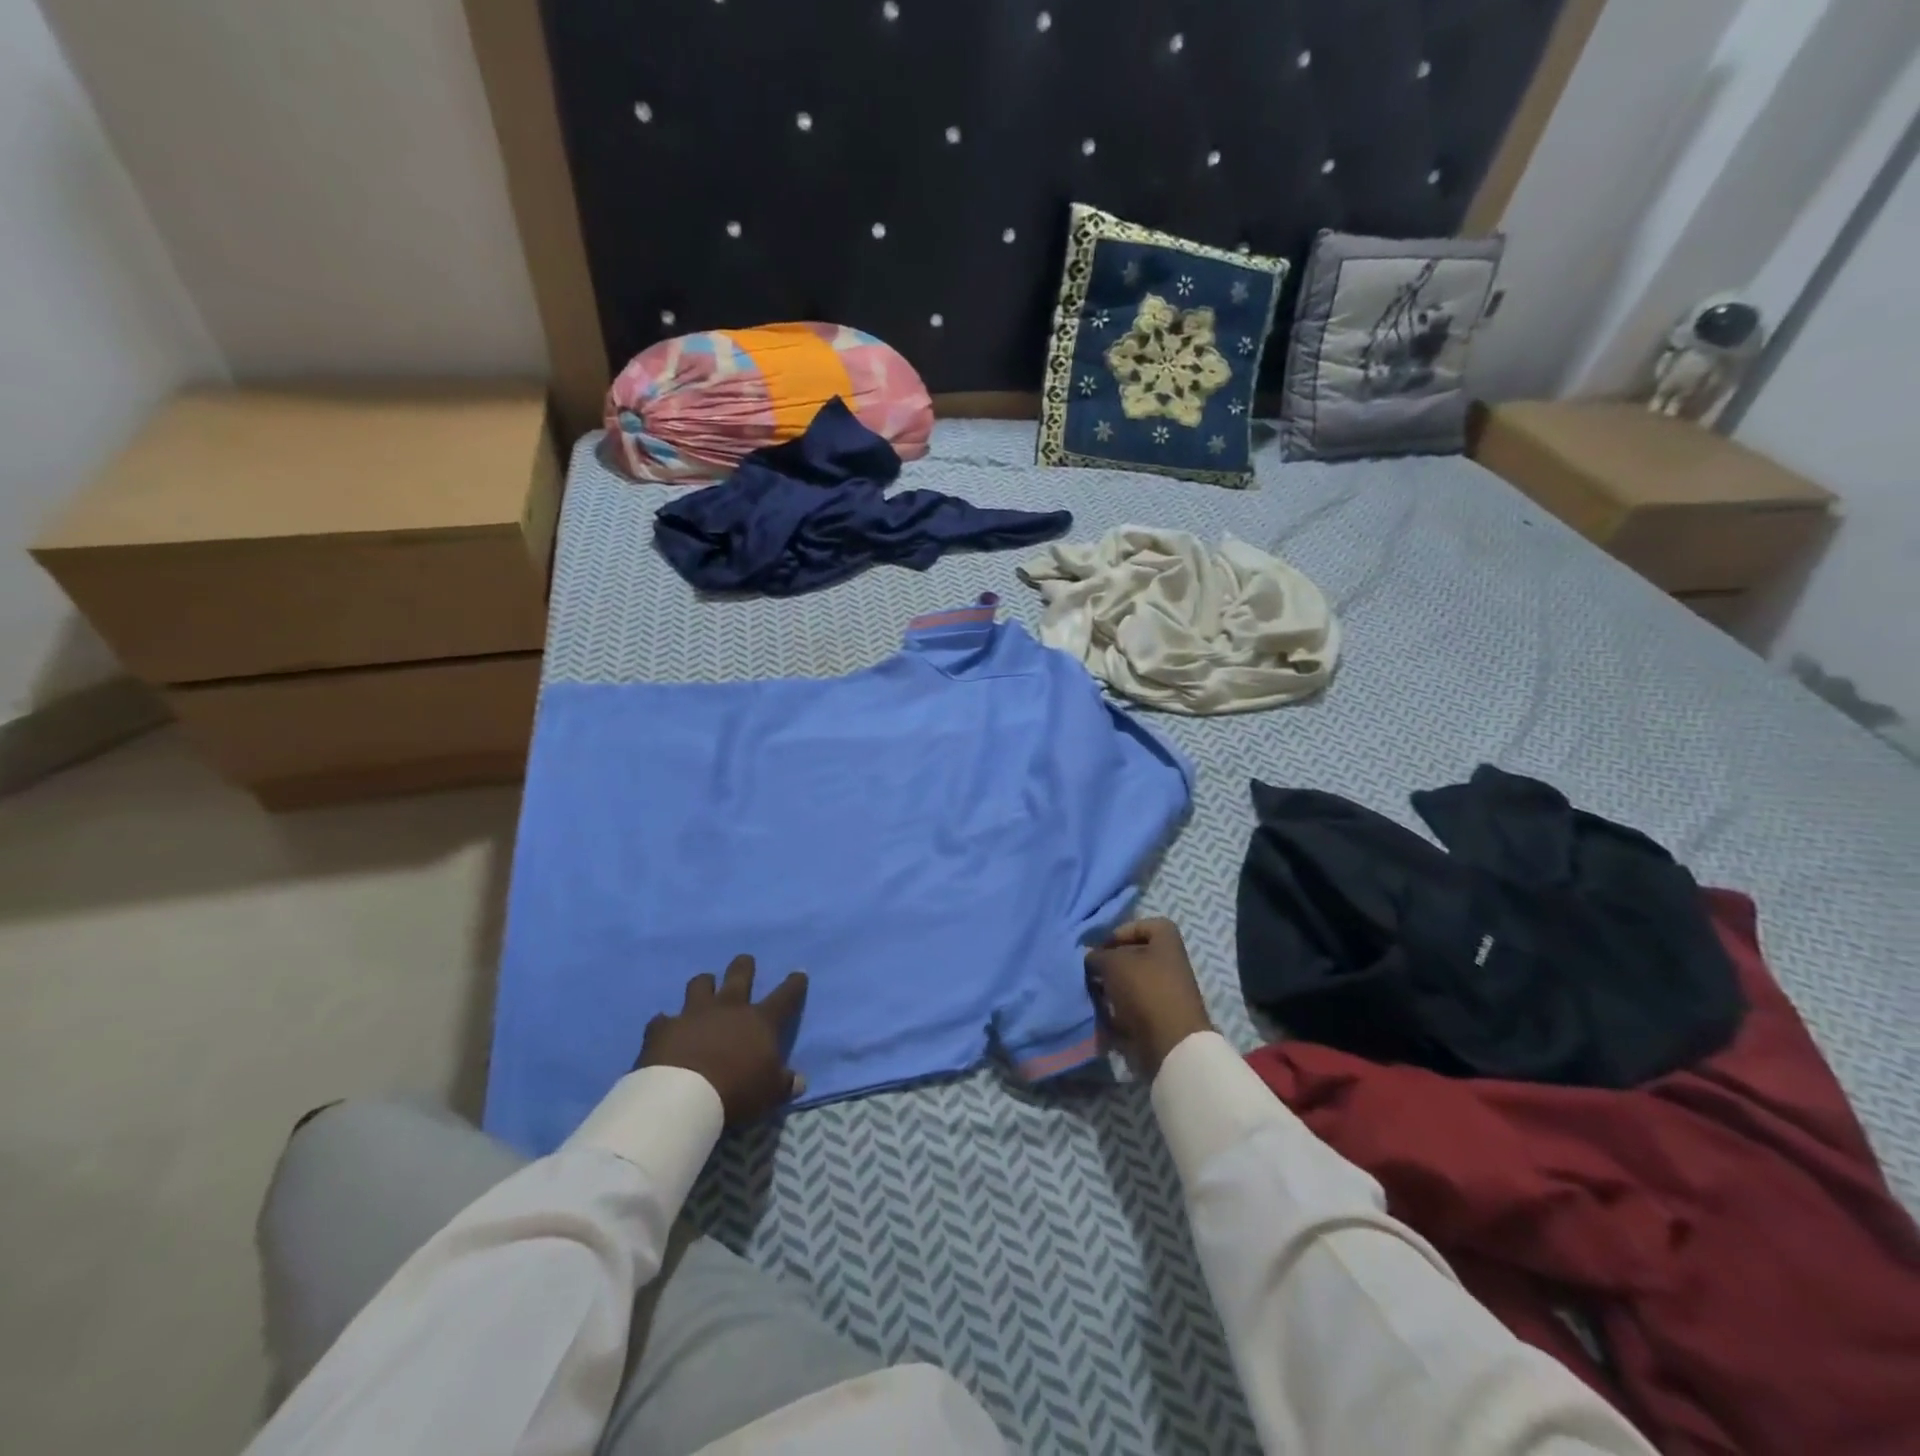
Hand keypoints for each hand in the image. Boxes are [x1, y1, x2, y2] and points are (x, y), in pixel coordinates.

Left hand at [638, 956, 808, 1124]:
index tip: (799, 974)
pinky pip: (663, 1019)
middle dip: (744, 966)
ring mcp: (693, 1014)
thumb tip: (799, 1081)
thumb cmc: (736, 1092)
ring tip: (705, 987)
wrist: (682, 1098)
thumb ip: (784, 1083)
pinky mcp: (663, 1028)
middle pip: (740, 975)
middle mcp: (728, 1008)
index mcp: (760, 1021)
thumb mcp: (770, 1093)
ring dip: (704, 984)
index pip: (785, 996)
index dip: (794, 984)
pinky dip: (666, 1023)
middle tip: (745, 962)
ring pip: (700, 984)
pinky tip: (665, 1029)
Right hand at [1085, 918, 1214, 1078]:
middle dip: (1110, 963)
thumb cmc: (1144, 990)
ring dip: (1110, 988)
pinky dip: (1117, 1010)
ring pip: (1129, 983)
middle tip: (1091, 971)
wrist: (1170, 1044)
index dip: (1120, 932)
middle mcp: (1169, 964)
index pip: (1143, 925)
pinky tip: (1102, 1013)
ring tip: (1093, 993)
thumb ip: (1097, 956)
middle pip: (1134, 956)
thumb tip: (1091, 958)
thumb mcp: (1113, 963)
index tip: (1102, 947)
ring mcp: (1165, 992)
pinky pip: (1132, 1007)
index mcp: (1167, 942)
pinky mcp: (1159, 1018)